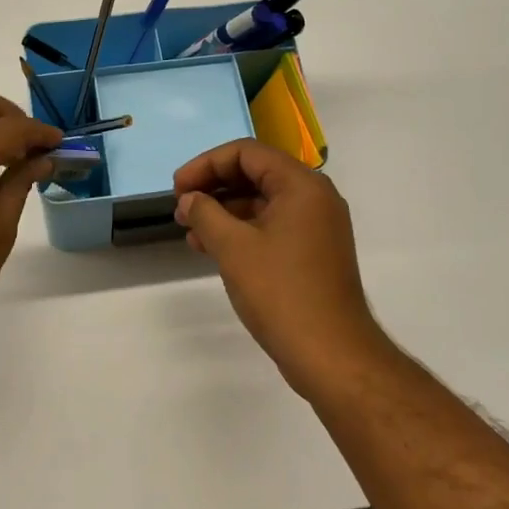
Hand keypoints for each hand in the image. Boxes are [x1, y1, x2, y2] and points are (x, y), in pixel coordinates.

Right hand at [174, 139, 387, 392]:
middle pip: (255, 173)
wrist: (332, 355)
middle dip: (214, 187)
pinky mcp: (314, 251)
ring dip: (224, 211)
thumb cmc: (281, 292)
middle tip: (181, 208)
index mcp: (302, 184)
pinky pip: (272, 225)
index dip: (206, 164)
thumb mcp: (233, 247)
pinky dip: (242, 231)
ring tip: (190, 232)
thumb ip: (205, 213)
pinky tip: (213, 249)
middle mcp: (314, 197)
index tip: (177, 187)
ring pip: (262, 202)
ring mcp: (317, 225)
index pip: (246, 153)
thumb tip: (189, 199)